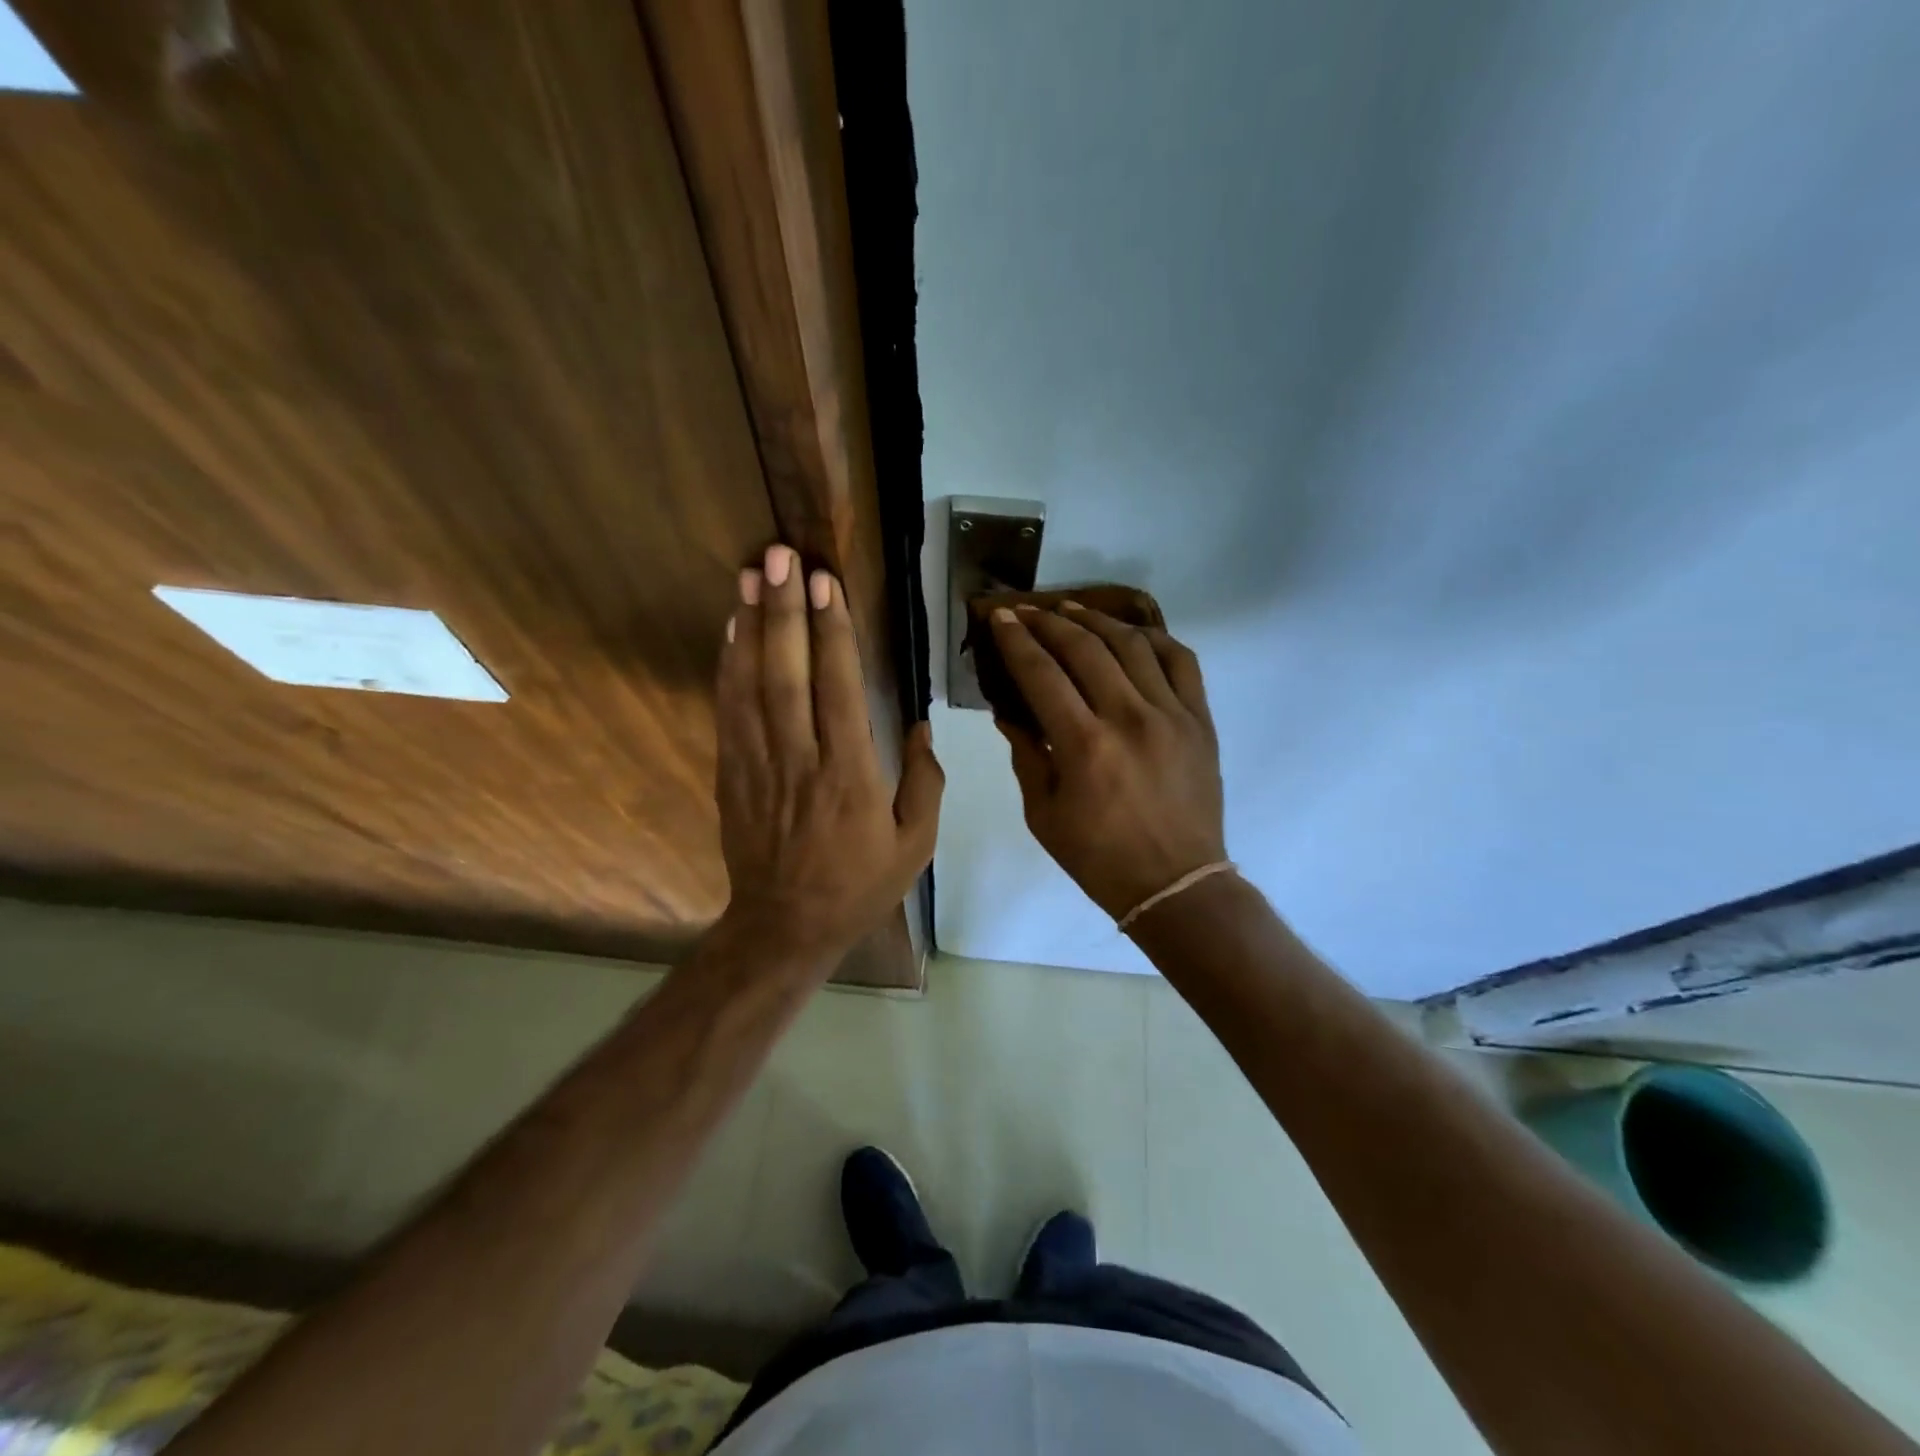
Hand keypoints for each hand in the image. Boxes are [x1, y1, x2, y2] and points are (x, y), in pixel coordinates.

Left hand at [714, 544, 942, 965]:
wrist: (786, 926)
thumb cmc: (859, 885)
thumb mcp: (915, 844)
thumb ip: (923, 781)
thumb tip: (917, 725)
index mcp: (850, 774)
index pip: (838, 687)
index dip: (831, 631)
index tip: (826, 583)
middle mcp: (800, 758)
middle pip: (787, 672)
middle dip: (784, 609)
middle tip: (779, 556)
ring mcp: (759, 764)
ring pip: (751, 683)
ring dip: (750, 625)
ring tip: (750, 574)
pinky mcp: (732, 773)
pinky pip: (729, 710)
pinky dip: (728, 666)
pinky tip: (731, 630)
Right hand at [988, 603, 1225, 922]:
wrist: (1176, 883)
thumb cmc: (1100, 858)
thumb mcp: (1044, 814)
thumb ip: (1027, 755)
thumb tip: (1009, 712)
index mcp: (1084, 745)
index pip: (1042, 673)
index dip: (1017, 640)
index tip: (1001, 616)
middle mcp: (1129, 717)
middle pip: (1085, 648)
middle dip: (1050, 621)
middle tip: (1028, 610)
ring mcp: (1171, 714)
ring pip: (1132, 645)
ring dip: (1096, 621)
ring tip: (1072, 610)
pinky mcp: (1200, 720)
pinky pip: (1181, 661)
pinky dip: (1154, 639)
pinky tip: (1131, 633)